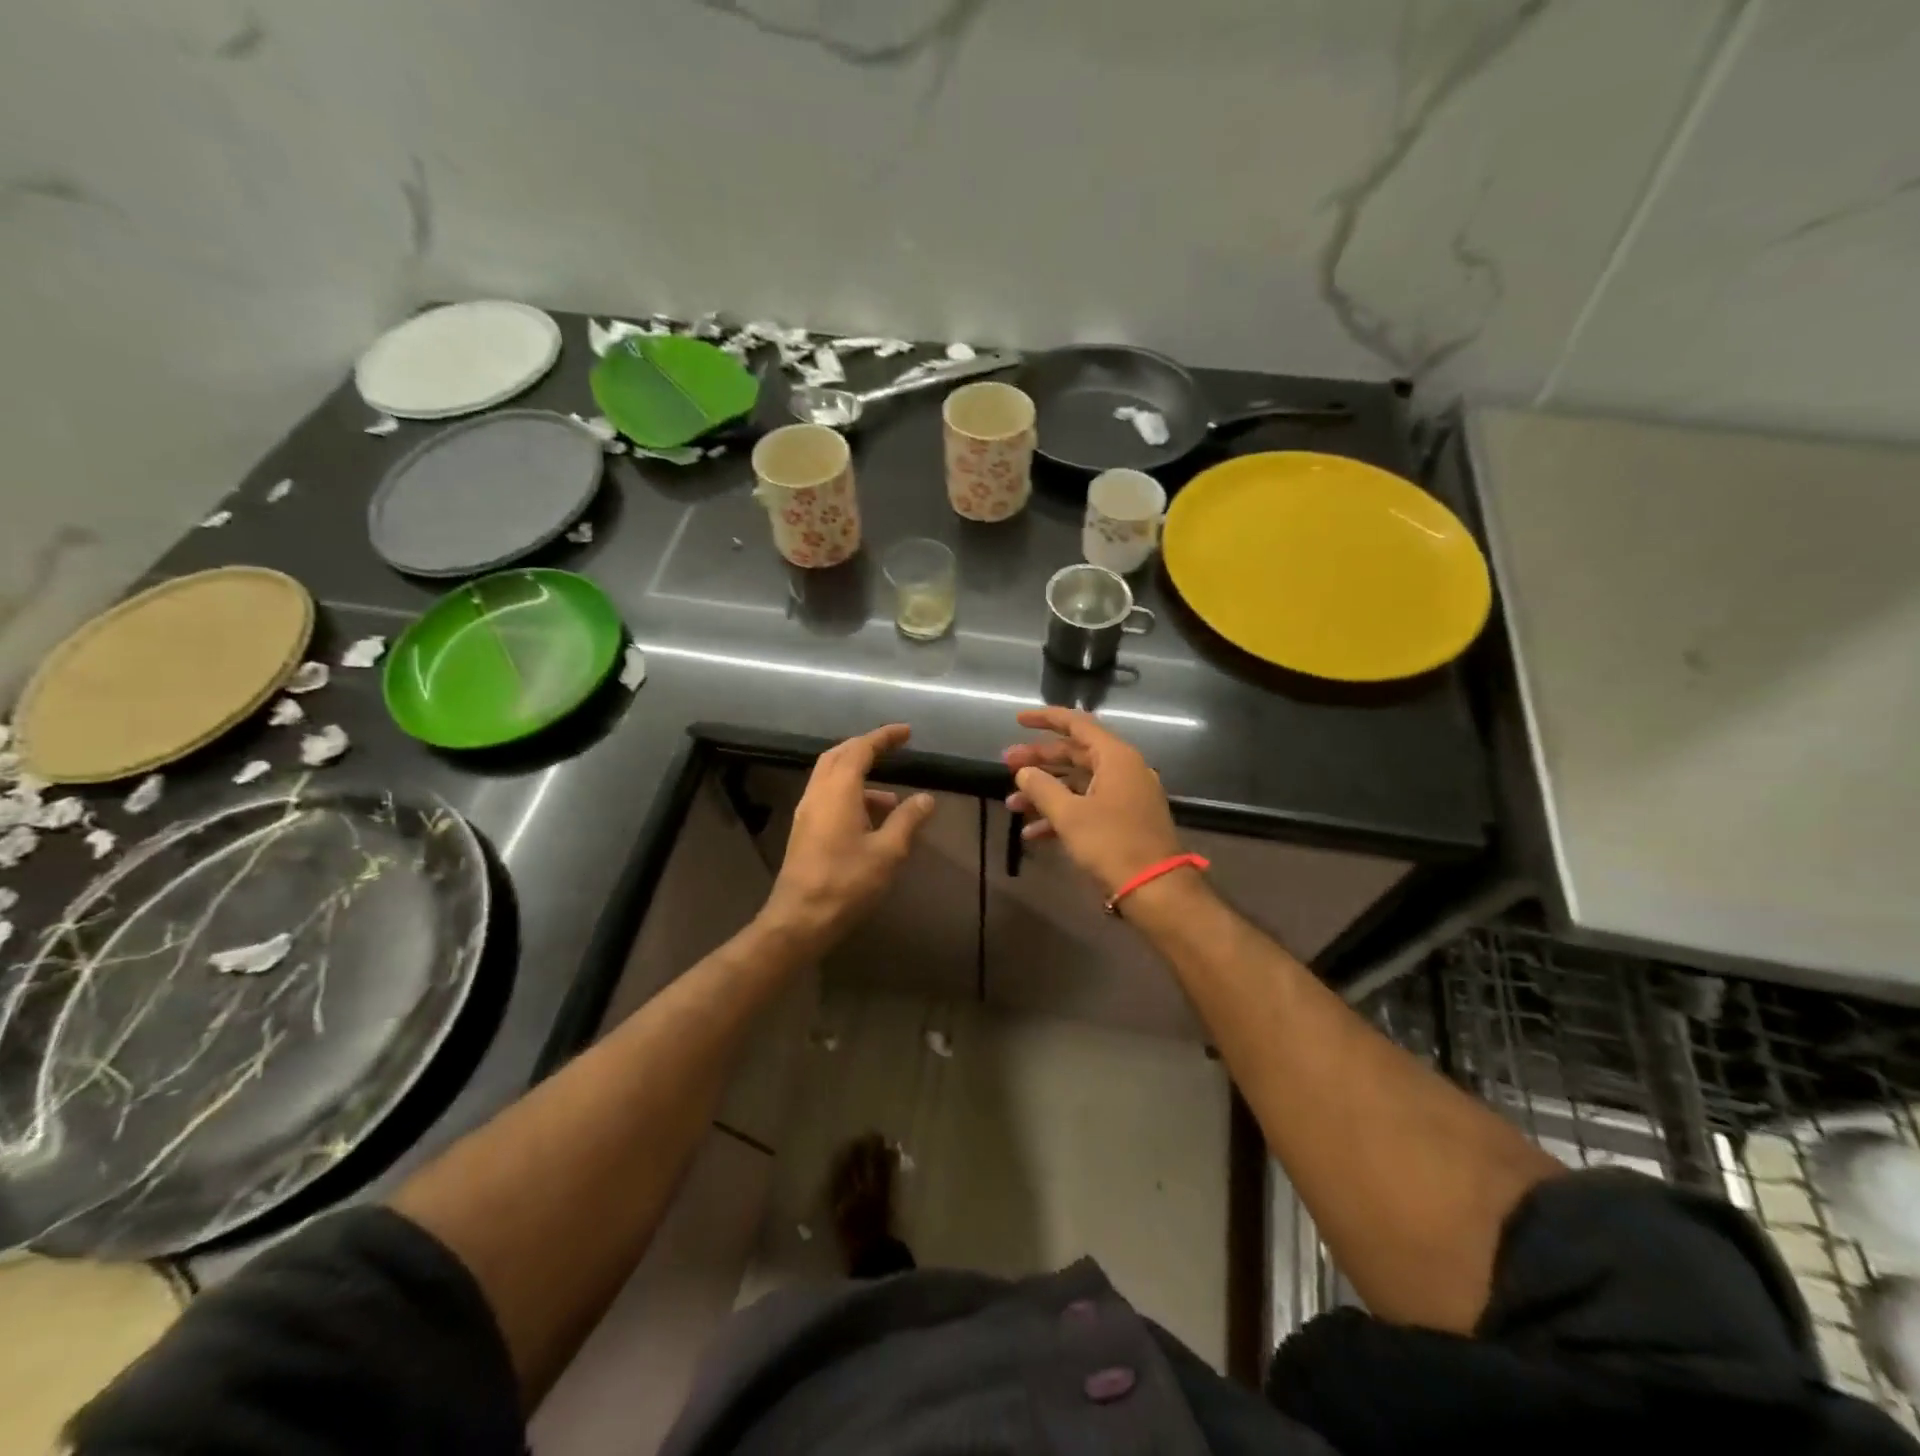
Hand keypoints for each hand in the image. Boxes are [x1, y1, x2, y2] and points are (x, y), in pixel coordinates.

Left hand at [761, 724, 935, 953]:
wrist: (800, 919)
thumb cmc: (846, 882)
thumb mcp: (887, 852)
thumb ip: (907, 820)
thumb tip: (925, 798)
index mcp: (838, 791)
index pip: (860, 749)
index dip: (883, 737)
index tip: (905, 732)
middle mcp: (818, 794)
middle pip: (839, 756)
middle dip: (865, 748)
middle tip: (892, 749)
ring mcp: (807, 813)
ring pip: (831, 778)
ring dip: (859, 777)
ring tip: (893, 800)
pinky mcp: (804, 831)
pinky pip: (828, 798)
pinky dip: (851, 796)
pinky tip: (872, 822)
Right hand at [1002, 708, 1181, 898]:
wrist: (1155, 888)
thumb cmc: (1112, 844)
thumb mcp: (1070, 815)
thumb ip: (1042, 788)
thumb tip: (1024, 771)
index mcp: (1115, 757)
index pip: (1077, 724)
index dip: (1046, 719)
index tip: (1018, 720)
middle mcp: (1123, 770)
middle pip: (1075, 754)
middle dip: (1039, 761)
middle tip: (1006, 764)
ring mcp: (1125, 796)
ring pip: (1077, 783)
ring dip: (1044, 792)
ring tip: (1011, 804)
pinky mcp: (1123, 820)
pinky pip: (1087, 806)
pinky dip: (1061, 814)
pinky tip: (1032, 833)